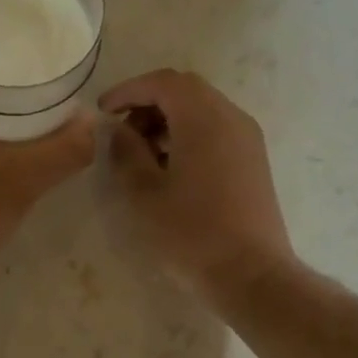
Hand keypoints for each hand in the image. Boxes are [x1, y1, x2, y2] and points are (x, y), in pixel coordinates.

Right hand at [99, 69, 294, 305]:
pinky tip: (170, 167)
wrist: (252, 275)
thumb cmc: (192, 233)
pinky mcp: (253, 160)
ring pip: (202, 109)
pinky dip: (189, 134)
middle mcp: (231, 117)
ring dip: (168, 119)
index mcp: (204, 118)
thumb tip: (119, 130)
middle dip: (148, 103)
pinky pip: (217, 129)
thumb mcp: (145, 193)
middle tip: (122, 132)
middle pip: (185, 90)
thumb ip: (126, 152)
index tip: (104, 112)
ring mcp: (247, 139)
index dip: (129, 90)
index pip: (163, 82)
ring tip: (142, 154)